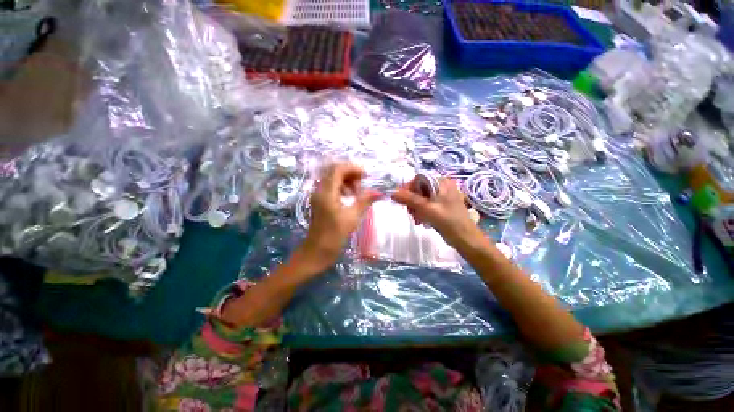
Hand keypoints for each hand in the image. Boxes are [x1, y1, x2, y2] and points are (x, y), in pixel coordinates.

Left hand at [300, 163, 382, 269]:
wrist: (316, 252)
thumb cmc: (334, 236)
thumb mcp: (352, 217)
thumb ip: (364, 201)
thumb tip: (379, 192)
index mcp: (326, 192)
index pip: (338, 169)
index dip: (353, 168)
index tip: (366, 176)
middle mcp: (320, 190)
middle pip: (334, 171)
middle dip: (350, 174)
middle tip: (361, 185)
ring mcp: (318, 195)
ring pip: (332, 179)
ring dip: (346, 181)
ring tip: (356, 194)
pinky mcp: (320, 201)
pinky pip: (331, 187)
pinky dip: (341, 188)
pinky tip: (349, 198)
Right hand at [392, 178, 481, 247]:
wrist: (465, 238)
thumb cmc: (446, 220)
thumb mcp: (425, 208)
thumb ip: (409, 199)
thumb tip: (393, 193)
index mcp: (441, 182)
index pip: (419, 179)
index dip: (408, 189)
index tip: (402, 201)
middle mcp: (443, 186)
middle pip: (420, 189)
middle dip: (412, 201)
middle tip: (410, 213)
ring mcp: (443, 196)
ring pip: (422, 198)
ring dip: (416, 208)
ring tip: (417, 219)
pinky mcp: (443, 206)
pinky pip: (427, 205)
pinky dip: (422, 212)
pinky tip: (422, 221)